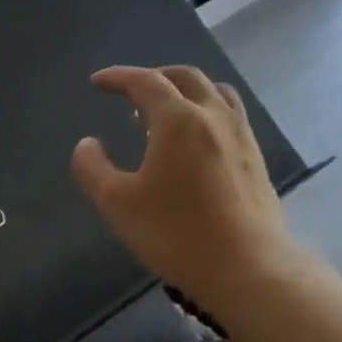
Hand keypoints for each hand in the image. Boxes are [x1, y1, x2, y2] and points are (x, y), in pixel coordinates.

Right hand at [71, 65, 302, 305]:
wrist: (245, 265)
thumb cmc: (174, 232)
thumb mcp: (116, 203)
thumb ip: (93, 168)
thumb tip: (87, 144)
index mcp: (178, 120)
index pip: (145, 82)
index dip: (118, 78)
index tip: (97, 82)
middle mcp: (214, 116)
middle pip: (185, 78)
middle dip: (153, 77)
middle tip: (130, 92)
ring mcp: (241, 136)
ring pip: (214, 93)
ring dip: (185, 91)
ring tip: (165, 111)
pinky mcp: (254, 159)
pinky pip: (230, 116)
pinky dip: (206, 112)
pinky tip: (197, 141)